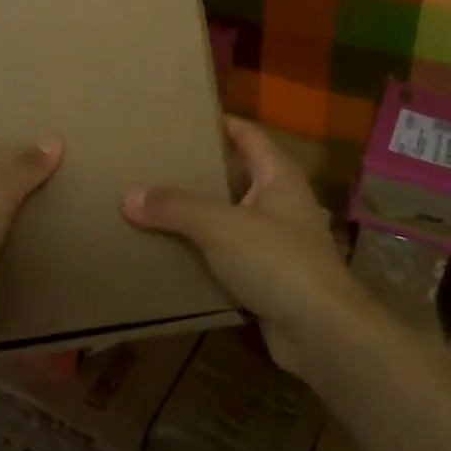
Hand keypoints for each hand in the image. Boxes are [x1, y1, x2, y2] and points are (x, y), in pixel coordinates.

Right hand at [122, 116, 365, 371]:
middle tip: (155, 162)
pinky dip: (203, 253)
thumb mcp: (220, 226)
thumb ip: (175, 207)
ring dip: (198, 215)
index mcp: (279, 176)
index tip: (181, 118)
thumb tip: (128, 195)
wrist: (322, 333)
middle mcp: (281, 204)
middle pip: (235, 177)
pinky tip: (171, 252)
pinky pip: (228, 256)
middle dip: (199, 171)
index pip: (248, 135)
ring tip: (154, 205)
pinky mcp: (268, 278)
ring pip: (229, 219)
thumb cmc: (278, 261)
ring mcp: (277, 243)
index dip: (219, 123)